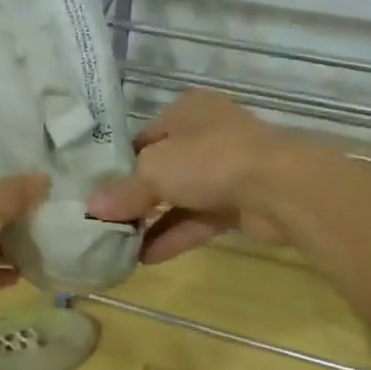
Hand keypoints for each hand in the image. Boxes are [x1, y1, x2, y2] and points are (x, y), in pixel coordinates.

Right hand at [87, 90, 304, 261]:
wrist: (280, 188)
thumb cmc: (208, 160)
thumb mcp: (154, 170)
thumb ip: (123, 191)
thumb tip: (90, 208)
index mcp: (186, 111)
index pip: (142, 138)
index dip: (117, 165)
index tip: (95, 192)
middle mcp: (206, 135)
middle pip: (161, 169)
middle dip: (134, 197)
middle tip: (104, 222)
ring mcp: (226, 170)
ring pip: (180, 197)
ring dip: (152, 221)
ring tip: (119, 246)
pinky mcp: (239, 203)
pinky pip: (198, 220)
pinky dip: (174, 235)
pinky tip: (145, 257)